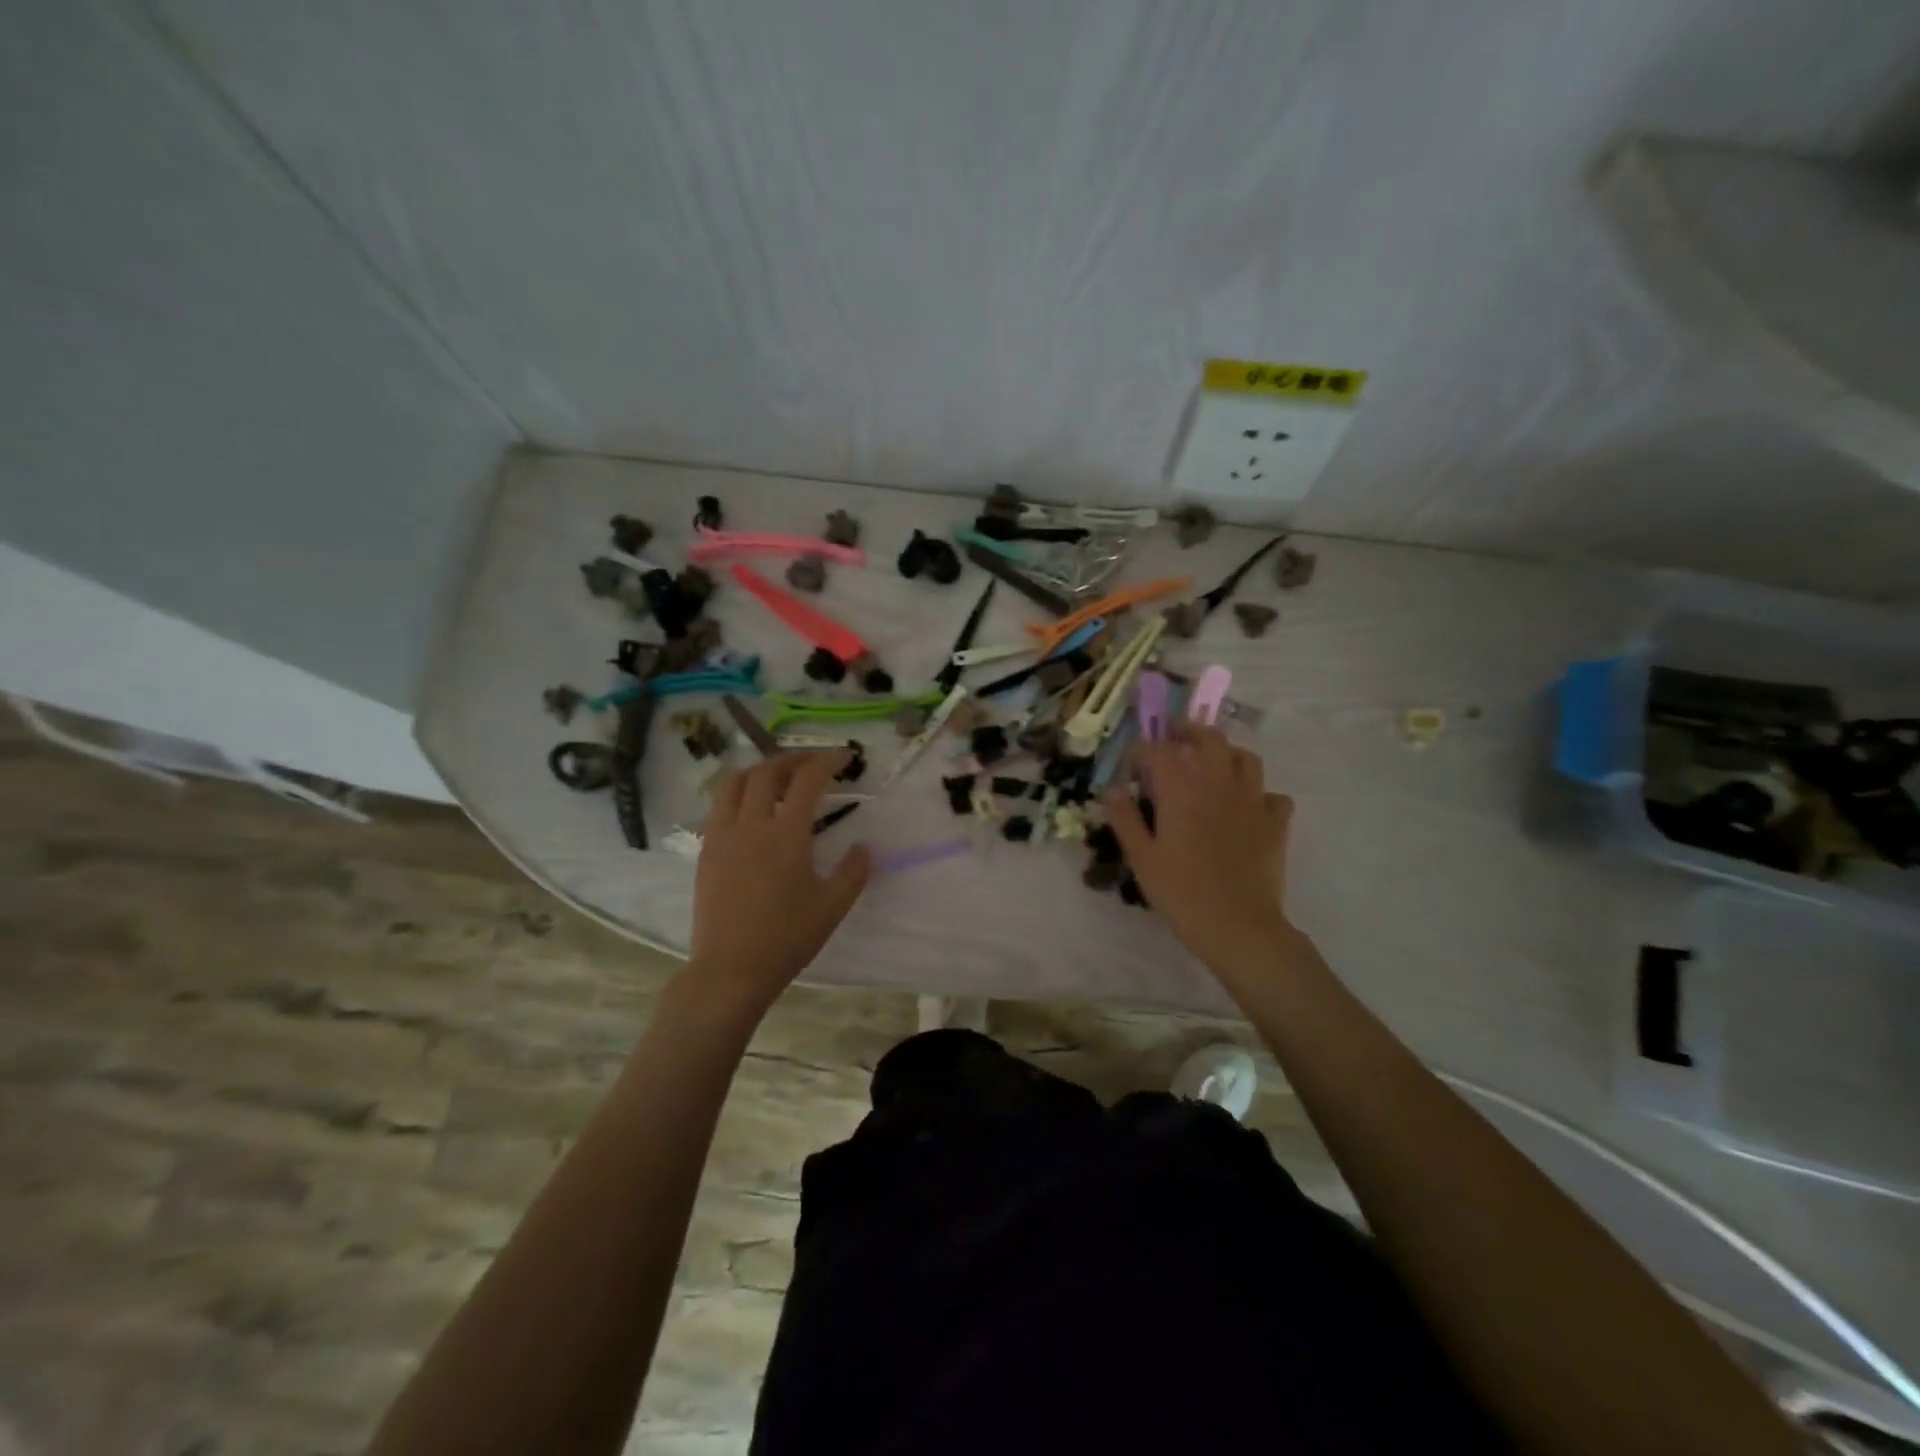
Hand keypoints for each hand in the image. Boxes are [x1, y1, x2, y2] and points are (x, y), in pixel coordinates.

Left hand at [685, 751, 871, 1011]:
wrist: (731, 970)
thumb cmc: (787, 938)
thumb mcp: (832, 906)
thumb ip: (854, 872)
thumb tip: (864, 847)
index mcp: (786, 834)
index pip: (807, 780)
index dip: (827, 761)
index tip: (844, 756)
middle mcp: (751, 824)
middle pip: (768, 772)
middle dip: (793, 759)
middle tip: (812, 763)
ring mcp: (722, 836)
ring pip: (734, 783)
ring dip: (759, 770)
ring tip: (777, 777)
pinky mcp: (706, 852)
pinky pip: (719, 807)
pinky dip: (738, 794)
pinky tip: (750, 810)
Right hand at [1104, 723, 1293, 976]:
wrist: (1238, 926)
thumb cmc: (1181, 892)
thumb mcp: (1141, 858)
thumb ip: (1125, 819)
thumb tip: (1112, 790)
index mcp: (1181, 789)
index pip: (1159, 749)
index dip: (1142, 749)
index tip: (1132, 762)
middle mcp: (1219, 783)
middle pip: (1209, 739)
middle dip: (1189, 731)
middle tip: (1175, 738)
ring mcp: (1252, 800)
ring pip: (1245, 758)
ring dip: (1227, 754)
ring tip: (1213, 765)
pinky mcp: (1275, 822)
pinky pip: (1273, 795)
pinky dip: (1260, 794)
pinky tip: (1248, 807)